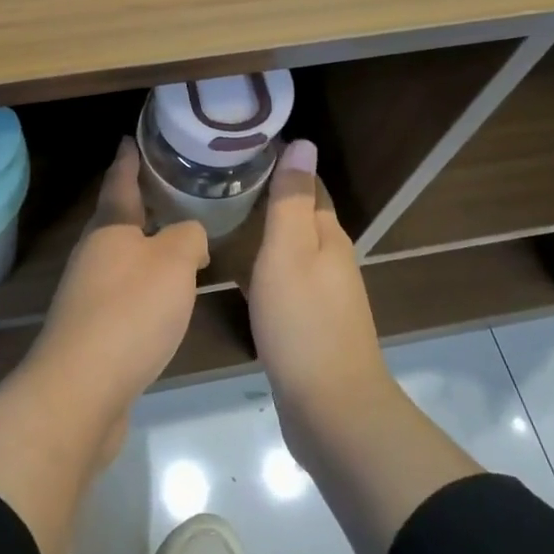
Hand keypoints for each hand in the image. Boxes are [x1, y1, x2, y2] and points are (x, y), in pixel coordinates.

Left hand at [26, 138, 208, 411]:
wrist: (82, 387)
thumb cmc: (131, 310)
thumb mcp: (174, 261)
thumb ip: (189, 237)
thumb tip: (191, 237)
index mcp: (110, 227)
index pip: (119, 181)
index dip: (127, 159)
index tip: (130, 138)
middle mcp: (93, 253)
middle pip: (117, 219)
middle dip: (140, 203)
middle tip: (169, 189)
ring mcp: (87, 292)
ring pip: (121, 257)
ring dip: (144, 246)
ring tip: (175, 241)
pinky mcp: (92, 329)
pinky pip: (123, 292)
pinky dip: (144, 285)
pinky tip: (163, 298)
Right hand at [245, 140, 391, 417]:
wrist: (331, 409)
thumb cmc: (303, 323)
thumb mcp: (289, 252)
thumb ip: (292, 200)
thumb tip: (303, 143)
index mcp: (327, 236)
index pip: (308, 185)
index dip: (282, 163)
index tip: (243, 147)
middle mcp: (331, 259)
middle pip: (301, 215)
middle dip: (269, 194)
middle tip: (221, 178)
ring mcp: (323, 294)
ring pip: (292, 247)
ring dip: (265, 229)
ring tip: (222, 215)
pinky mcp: (311, 323)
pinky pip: (285, 278)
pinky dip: (263, 263)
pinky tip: (238, 269)